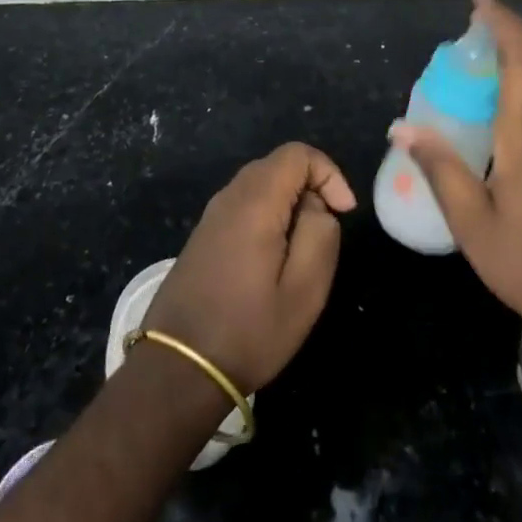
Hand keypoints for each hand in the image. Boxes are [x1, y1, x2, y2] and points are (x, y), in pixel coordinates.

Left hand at [143, 142, 356, 393]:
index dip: (328, 173)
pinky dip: (268, 216)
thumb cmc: (248, 331)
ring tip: (302, 250)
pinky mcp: (203, 234)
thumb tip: (318, 206)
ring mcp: (212, 214)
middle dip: (311, 188)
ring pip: (261, 185)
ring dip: (290, 205)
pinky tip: (273, 260)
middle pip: (278, 165)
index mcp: (255, 201)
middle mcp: (229, 196)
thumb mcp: (304, 291)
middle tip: (326, 232)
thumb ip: (320, 234)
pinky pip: (244, 205)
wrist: (177, 368)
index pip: (297, 154)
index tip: (344, 213)